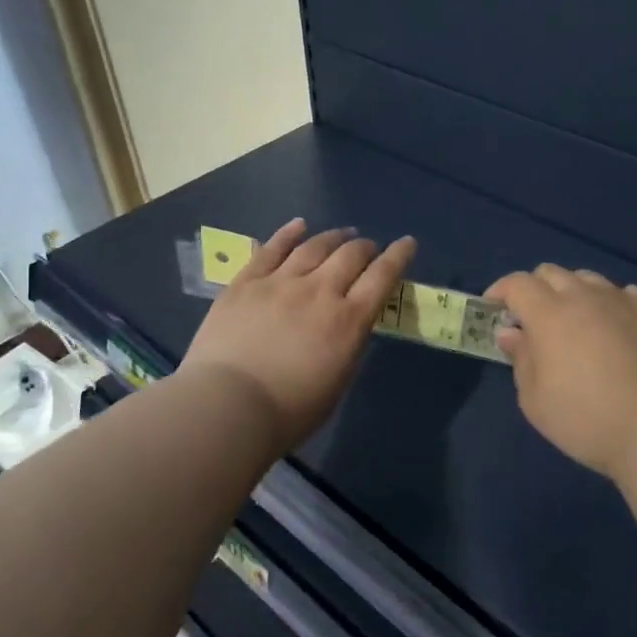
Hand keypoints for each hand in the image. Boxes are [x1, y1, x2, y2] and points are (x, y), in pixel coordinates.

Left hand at [181, 219, 415, 452]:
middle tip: (369, 248)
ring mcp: (280, 282)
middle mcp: (319, 291)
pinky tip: (299, 225)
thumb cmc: (289, 411)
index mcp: (348, 321)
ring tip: (342, 234)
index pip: (382, 277)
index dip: (398, 256)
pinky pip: (271, 249)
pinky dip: (288, 233)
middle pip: (350, 255)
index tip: (407, 243)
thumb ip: (348, 347)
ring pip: (314, 246)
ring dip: (333, 237)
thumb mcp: (337, 383)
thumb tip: (351, 325)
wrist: (228, 406)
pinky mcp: (246, 282)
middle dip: (366, 247)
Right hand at [486, 265, 636, 479]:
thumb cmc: (585, 418)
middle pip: (551, 273)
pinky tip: (615, 327)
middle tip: (533, 320)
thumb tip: (511, 332)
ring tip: (576, 322)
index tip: (494, 310)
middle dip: (535, 290)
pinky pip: (625, 293)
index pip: (517, 283)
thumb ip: (520, 358)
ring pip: (589, 279)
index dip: (500, 291)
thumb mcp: (535, 399)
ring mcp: (623, 299)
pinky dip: (610, 304)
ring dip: (573, 293)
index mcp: (548, 313)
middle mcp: (584, 295)